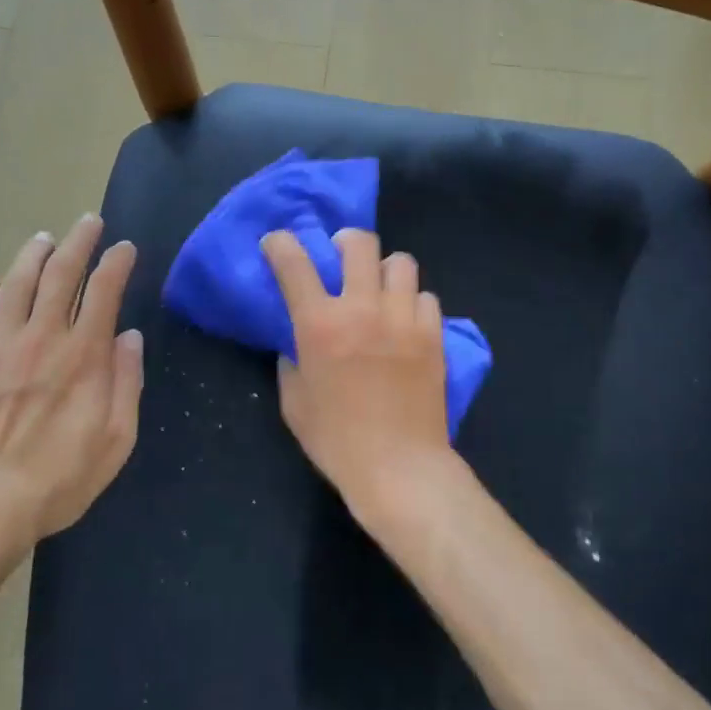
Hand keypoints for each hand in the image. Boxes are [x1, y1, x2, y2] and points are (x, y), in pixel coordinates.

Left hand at [0, 215, 143, 544]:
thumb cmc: (58, 479)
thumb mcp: (116, 440)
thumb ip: (126, 382)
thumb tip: (129, 337)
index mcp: (83, 355)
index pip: (104, 291)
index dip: (116, 262)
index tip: (125, 247)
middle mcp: (41, 338)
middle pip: (60, 274)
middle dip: (78, 241)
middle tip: (88, 221)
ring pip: (16, 284)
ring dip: (33, 255)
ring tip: (44, 239)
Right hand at [261, 228, 461, 520]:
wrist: (399, 468)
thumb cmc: (337, 441)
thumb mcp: (295, 403)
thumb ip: (292, 363)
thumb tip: (297, 345)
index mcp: (319, 324)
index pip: (294, 263)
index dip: (281, 244)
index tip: (276, 243)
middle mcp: (362, 309)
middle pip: (359, 244)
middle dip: (345, 242)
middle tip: (341, 256)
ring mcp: (403, 318)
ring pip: (400, 262)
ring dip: (384, 269)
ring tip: (380, 288)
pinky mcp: (434, 334)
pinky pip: (426, 296)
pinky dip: (413, 301)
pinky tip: (407, 321)